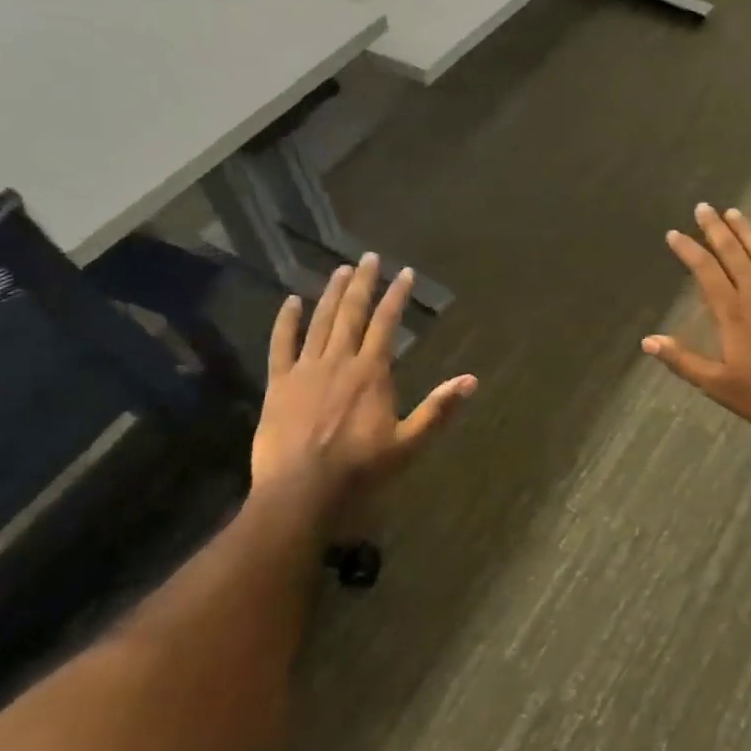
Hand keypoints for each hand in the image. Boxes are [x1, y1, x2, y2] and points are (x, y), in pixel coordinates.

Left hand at [250, 254, 476, 511]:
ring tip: (341, 269)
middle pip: (352, 313)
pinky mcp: (279, 384)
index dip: (396, 296)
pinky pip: (281, 345)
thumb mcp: (408, 444)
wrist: (300, 493)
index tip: (404, 272)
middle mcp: (339, 361)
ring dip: (331, 293)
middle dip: (363, 283)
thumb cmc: (359, 471)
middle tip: (369, 257)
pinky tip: (291, 301)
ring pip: (320, 322)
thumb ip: (438, 410)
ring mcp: (306, 370)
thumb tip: (471, 380)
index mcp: (371, 372)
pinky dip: (286, 321)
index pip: (386, 323)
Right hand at [643, 205, 750, 437]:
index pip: (705, 272)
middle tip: (703, 207)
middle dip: (715, 229)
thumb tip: (648, 341)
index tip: (674, 233)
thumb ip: (683, 360)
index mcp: (732, 312)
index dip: (688, 250)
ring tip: (734, 211)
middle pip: (733, 253)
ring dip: (748, 230)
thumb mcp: (718, 384)